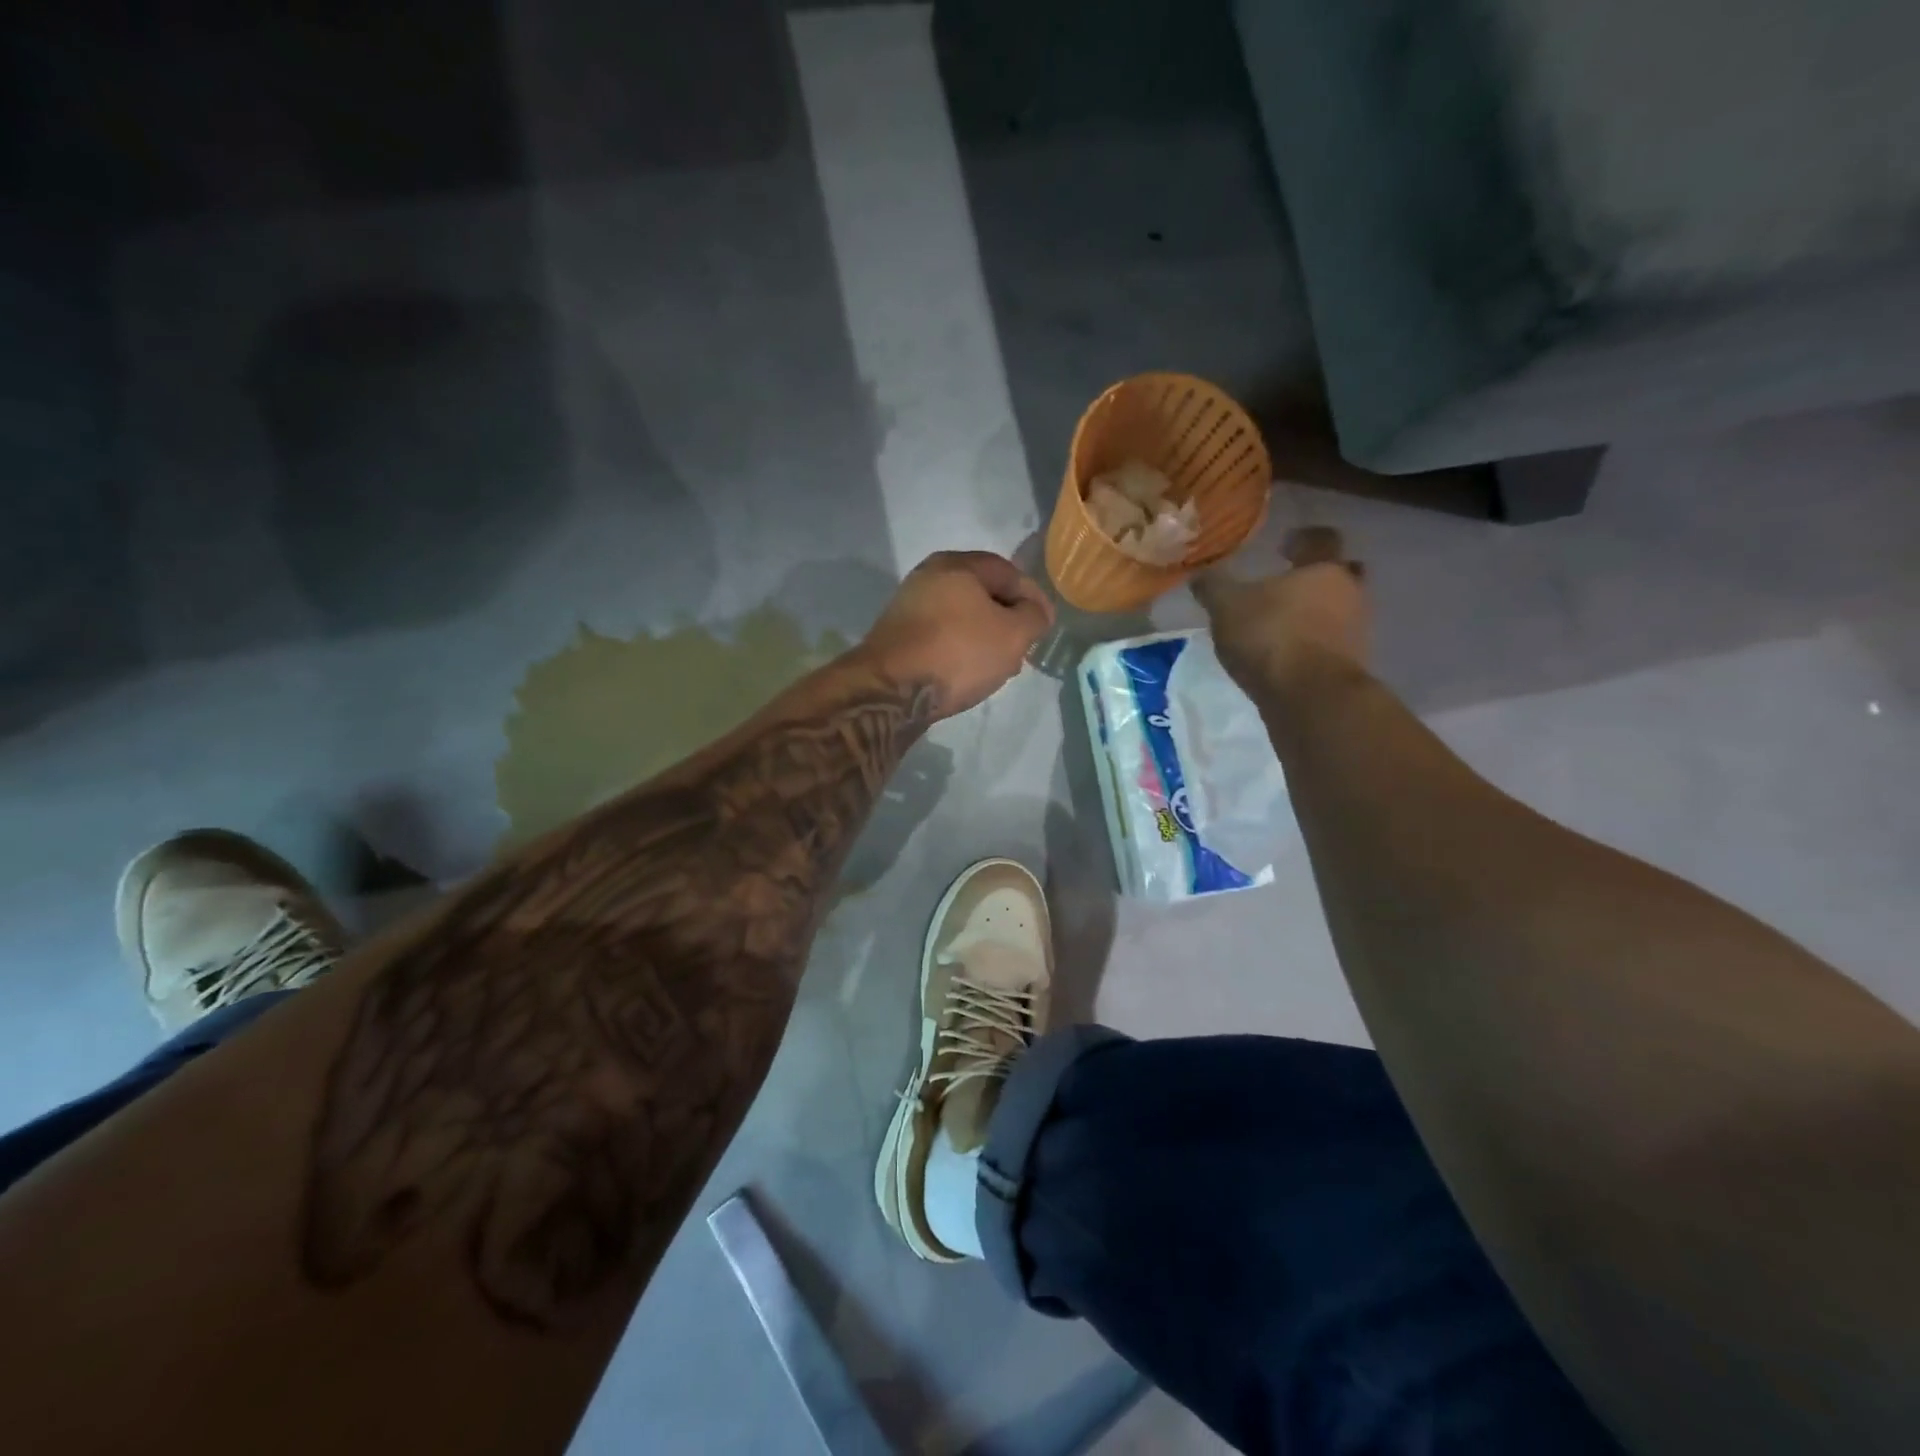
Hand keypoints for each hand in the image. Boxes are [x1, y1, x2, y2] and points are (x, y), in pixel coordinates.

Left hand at [861, 551, 1053, 716]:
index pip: (1009, 572)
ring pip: (961, 616)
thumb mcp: (1013, 635)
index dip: (1034, 598)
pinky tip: (969, 672)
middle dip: (1009, 619)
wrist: (890, 690)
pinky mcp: (898, 636)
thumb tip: (1035, 611)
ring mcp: (909, 605)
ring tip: (1000, 664)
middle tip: (1024, 646)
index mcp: (957, 564)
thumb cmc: (958, 653)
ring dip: (985, 637)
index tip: (1046, 625)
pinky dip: (960, 648)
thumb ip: (1034, 617)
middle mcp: (929, 576)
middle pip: (983, 593)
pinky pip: (941, 635)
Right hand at [1192, 527, 1368, 691]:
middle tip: (1288, 586)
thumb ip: (1213, 587)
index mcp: (1324, 568)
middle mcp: (1350, 592)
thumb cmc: (1271, 636)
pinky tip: (1286, 655)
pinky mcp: (1351, 665)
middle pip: (1339, 575)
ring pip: (1338, 611)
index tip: (1286, 544)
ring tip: (1281, 625)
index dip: (1304, 538)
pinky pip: (1331, 644)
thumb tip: (1199, 573)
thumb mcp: (1226, 607)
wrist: (1310, 697)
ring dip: (1315, 614)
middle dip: (1316, 578)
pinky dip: (1313, 644)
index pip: (1322, 539)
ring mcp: (1356, 631)